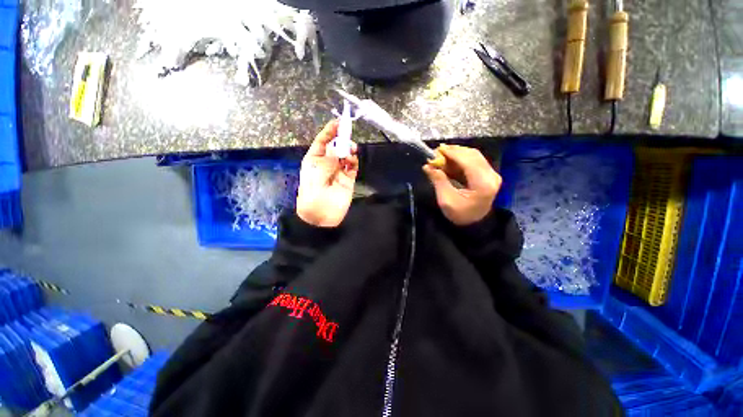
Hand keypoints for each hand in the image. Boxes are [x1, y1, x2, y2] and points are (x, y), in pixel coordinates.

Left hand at [296, 120, 358, 226]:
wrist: (321, 217)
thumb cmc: (313, 195)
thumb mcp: (316, 175)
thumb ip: (328, 160)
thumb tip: (336, 146)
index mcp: (315, 160)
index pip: (322, 141)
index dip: (330, 131)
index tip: (339, 122)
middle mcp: (327, 163)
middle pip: (336, 146)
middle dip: (342, 140)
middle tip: (347, 138)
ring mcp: (339, 170)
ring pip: (346, 154)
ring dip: (349, 150)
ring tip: (350, 152)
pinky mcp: (348, 178)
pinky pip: (353, 165)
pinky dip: (354, 161)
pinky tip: (352, 161)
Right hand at [422, 144, 501, 225]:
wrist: (474, 223)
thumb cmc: (460, 215)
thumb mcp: (446, 200)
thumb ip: (438, 181)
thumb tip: (428, 166)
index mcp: (483, 184)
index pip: (468, 161)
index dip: (452, 153)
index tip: (437, 149)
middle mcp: (491, 176)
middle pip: (473, 155)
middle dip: (454, 151)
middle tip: (437, 151)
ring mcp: (491, 174)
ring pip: (474, 156)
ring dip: (457, 153)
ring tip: (441, 154)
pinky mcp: (488, 175)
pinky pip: (474, 161)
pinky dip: (461, 159)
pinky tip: (449, 160)